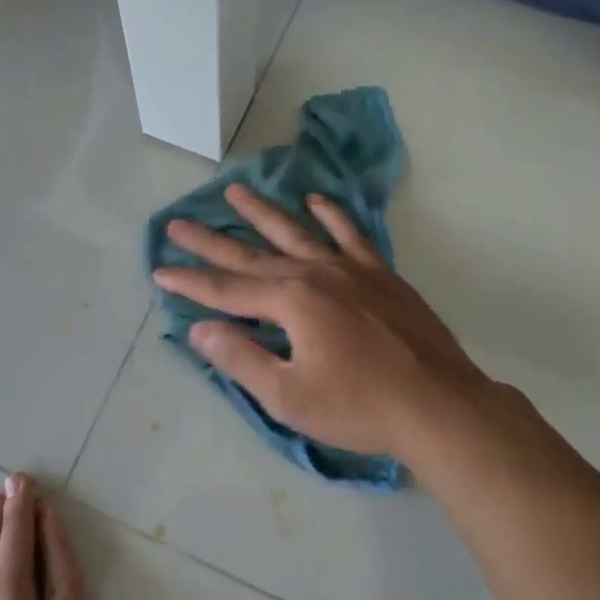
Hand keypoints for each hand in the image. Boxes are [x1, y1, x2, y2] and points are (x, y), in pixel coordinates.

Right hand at [152, 184, 490, 462]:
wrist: (440, 406)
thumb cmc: (360, 408)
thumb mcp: (290, 396)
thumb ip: (242, 358)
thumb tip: (199, 329)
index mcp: (293, 302)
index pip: (227, 290)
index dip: (190, 282)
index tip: (159, 270)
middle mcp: (317, 274)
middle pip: (253, 255)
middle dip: (211, 242)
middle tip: (178, 223)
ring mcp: (352, 270)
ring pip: (298, 233)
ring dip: (263, 213)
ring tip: (235, 190)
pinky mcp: (382, 276)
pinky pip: (352, 235)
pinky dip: (332, 216)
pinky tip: (317, 200)